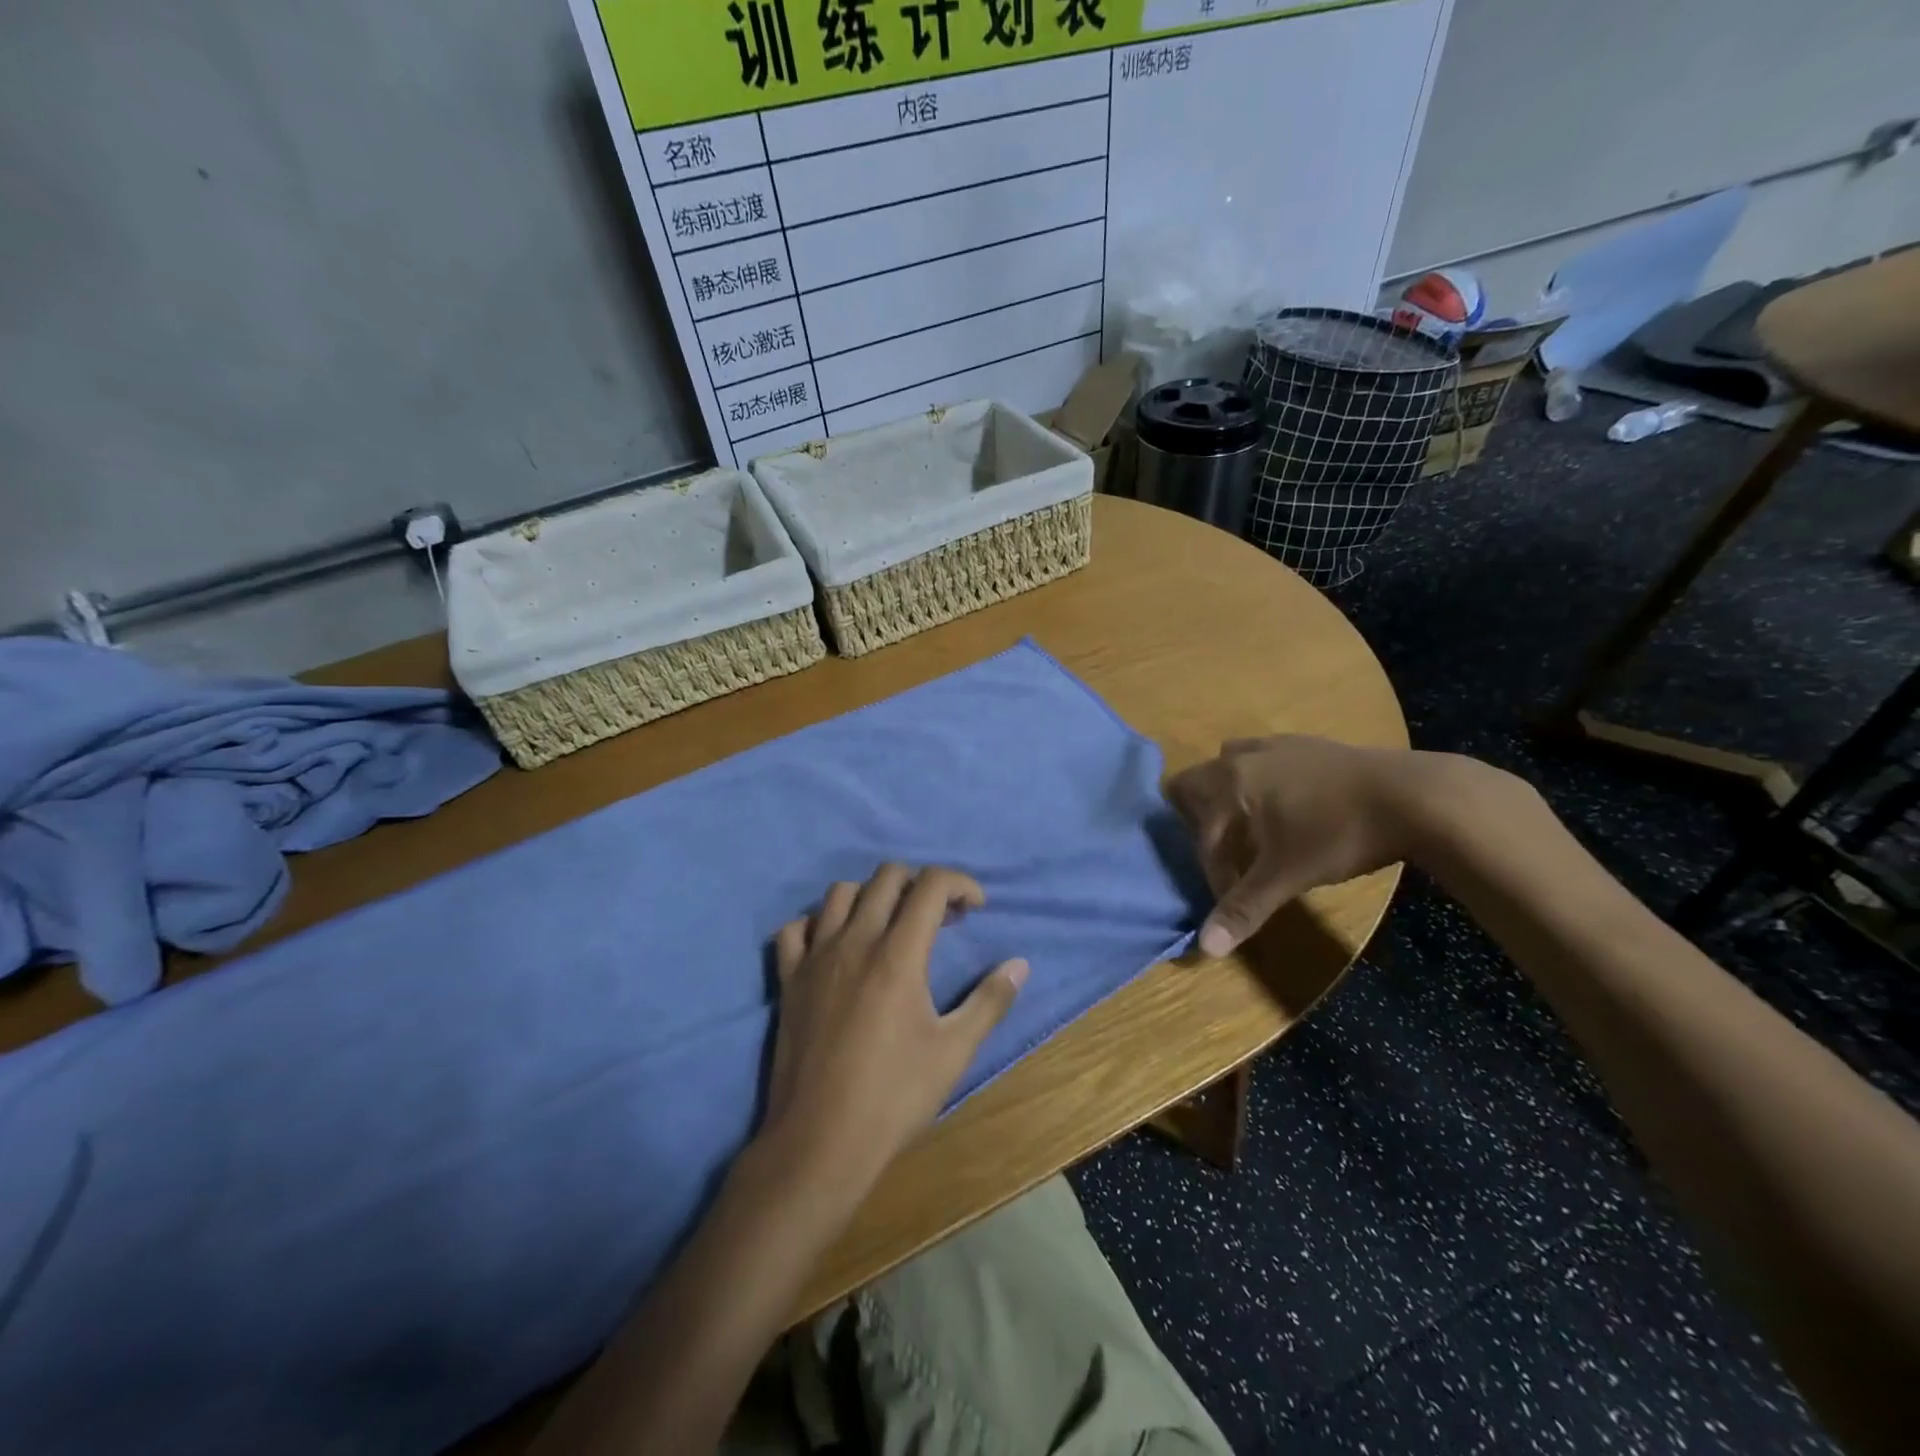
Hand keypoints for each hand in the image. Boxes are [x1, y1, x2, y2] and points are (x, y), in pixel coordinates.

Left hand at [761, 865, 1027, 1194]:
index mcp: (898, 954)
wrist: (819, 1142)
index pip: (931, 885)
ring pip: (840, 893)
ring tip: (890, 926)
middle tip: (939, 918)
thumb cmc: (894, 1097)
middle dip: (920, 883)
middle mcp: (855, 941)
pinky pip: (795, 929)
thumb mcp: (954, 1051)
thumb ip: (989, 1001)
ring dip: (872, 896)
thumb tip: (1020, 964)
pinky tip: (835, 946)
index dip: (960, 883)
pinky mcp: (788, 979)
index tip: (975, 908)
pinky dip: (818, 924)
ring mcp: (815, 957)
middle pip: (887, 876)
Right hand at [1167, 737, 1484, 956]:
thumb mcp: (1287, 875)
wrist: (1416, 796)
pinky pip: (1265, 759)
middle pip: (1196, 781)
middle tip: (1225, 853)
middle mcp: (1244, 756)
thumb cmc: (1339, 834)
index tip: (1235, 896)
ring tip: (1251, 828)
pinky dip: (1262, 783)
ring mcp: (1279, 745)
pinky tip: (1292, 809)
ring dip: (1229, 794)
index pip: (1202, 832)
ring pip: (1230, 763)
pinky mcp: (1310, 744)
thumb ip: (1244, 908)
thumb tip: (1205, 949)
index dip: (1212, 871)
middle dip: (1200, 819)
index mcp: (1229, 782)